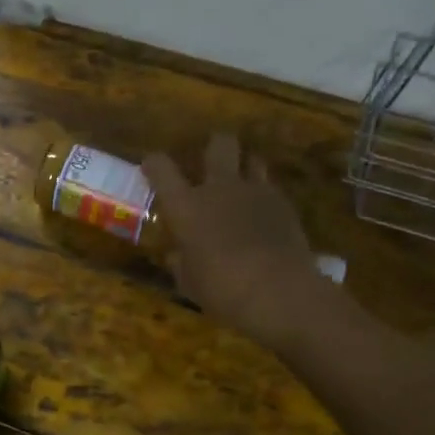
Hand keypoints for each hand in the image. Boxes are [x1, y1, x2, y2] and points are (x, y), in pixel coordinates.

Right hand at [144, 134, 334, 351]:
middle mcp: (219, 188)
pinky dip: (264, 194)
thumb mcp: (189, 282)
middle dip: (214, 146)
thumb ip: (181, 263)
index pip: (162, 169)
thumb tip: (176, 255)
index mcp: (186, 206)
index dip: (154, 163)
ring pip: (252, 158)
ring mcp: (255, 192)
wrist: (278, 290)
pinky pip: (270, 187)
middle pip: (219, 144)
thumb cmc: (221, 289)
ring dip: (244, 166)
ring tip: (241, 182)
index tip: (151, 166)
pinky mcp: (284, 204)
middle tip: (211, 160)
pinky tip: (263, 213)